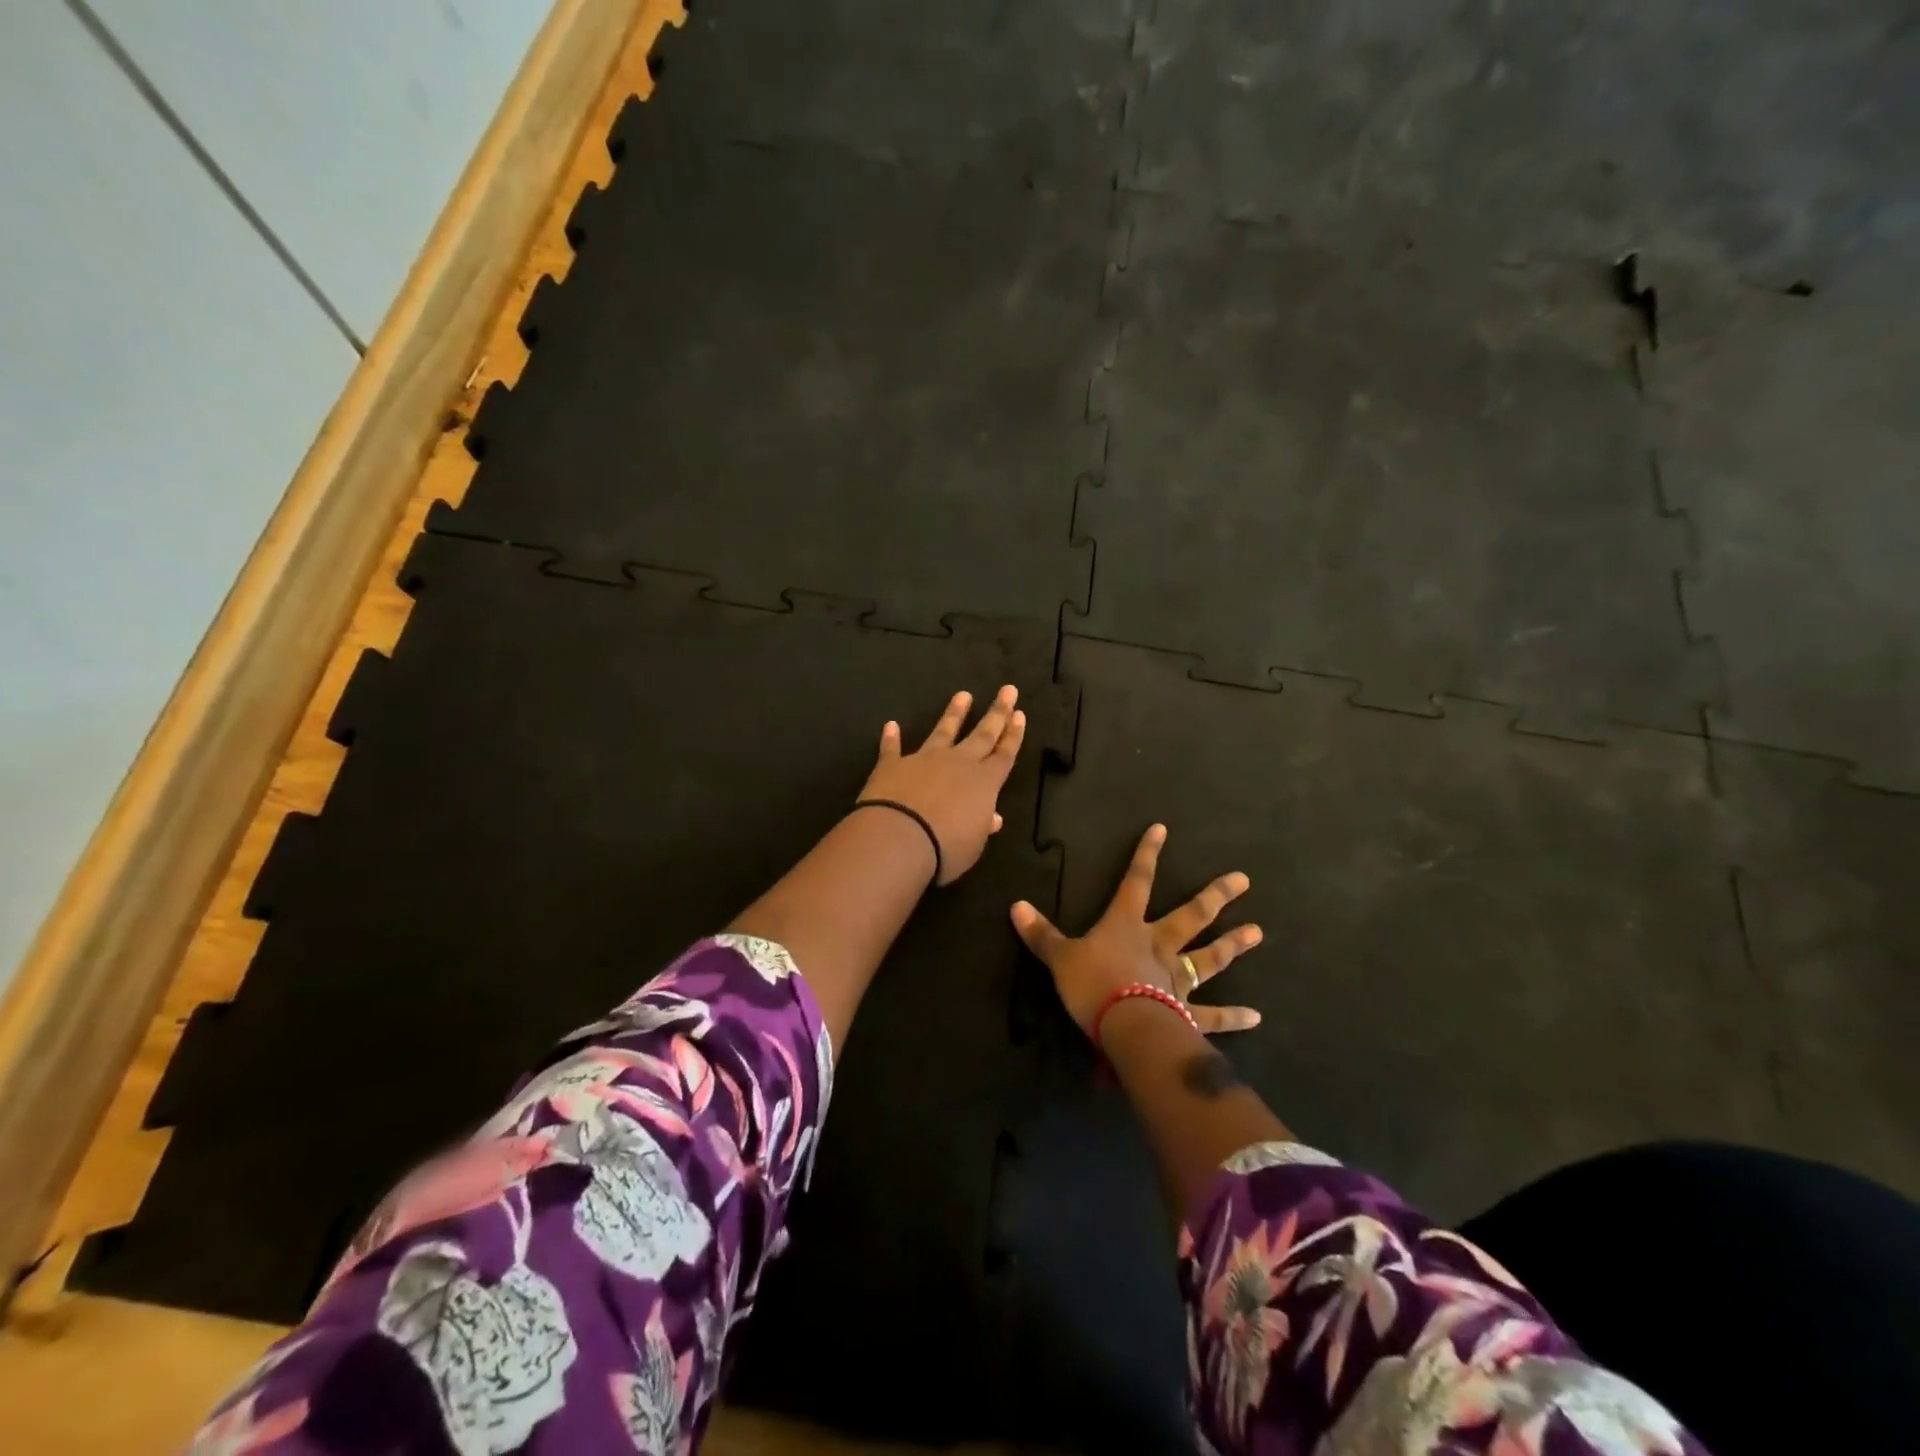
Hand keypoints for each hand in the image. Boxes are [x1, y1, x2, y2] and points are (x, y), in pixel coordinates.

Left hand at [856, 686, 1025, 885]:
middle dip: (997, 712)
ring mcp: (924, 760)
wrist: (899, 838)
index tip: (1019, 713)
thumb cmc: (946, 849)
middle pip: (982, 734)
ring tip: (963, 695)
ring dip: (954, 713)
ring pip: (943, 731)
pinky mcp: (893, 765)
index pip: (1004, 754)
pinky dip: (891, 738)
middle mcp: (958, 763)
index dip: (1013, 734)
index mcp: (984, 782)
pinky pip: (892, 748)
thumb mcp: (974, 844)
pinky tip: (891, 725)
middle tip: (1007, 690)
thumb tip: (993, 817)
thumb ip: (982, 825)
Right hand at [1010, 823, 1262, 1035]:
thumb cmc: (1093, 984)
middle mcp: (1158, 945)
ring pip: (1209, 957)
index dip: (1147, 855)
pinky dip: (1233, 1017)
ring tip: (1258, 932)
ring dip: (1233, 945)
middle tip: (1243, 881)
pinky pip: (1214, 1015)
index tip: (1162, 830)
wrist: (1125, 1026)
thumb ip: (1041, 934)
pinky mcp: (1188, 1014)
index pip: (1136, 881)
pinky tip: (1256, 1016)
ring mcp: (1177, 979)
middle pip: (1191, 915)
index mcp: (1126, 925)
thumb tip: (1014, 905)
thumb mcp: (1059, 957)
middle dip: (1215, 897)